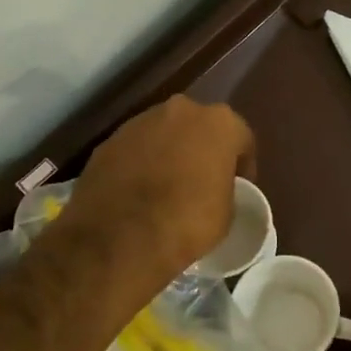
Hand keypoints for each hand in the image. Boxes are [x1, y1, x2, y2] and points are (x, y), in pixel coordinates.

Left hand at [59, 95, 255, 296]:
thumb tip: (213, 189)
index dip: (242, 166)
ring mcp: (139, 123)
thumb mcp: (227, 212)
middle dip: (202, 150)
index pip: (241, 139)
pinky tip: (138, 193)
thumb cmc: (188, 222)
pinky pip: (135, 150)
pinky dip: (140, 164)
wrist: (120, 239)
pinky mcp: (108, 142)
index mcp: (219, 123)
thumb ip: (225, 187)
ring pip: (164, 135)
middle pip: (199, 128)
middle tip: (202, 182)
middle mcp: (180, 111)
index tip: (238, 188)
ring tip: (166, 188)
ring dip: (169, 154)